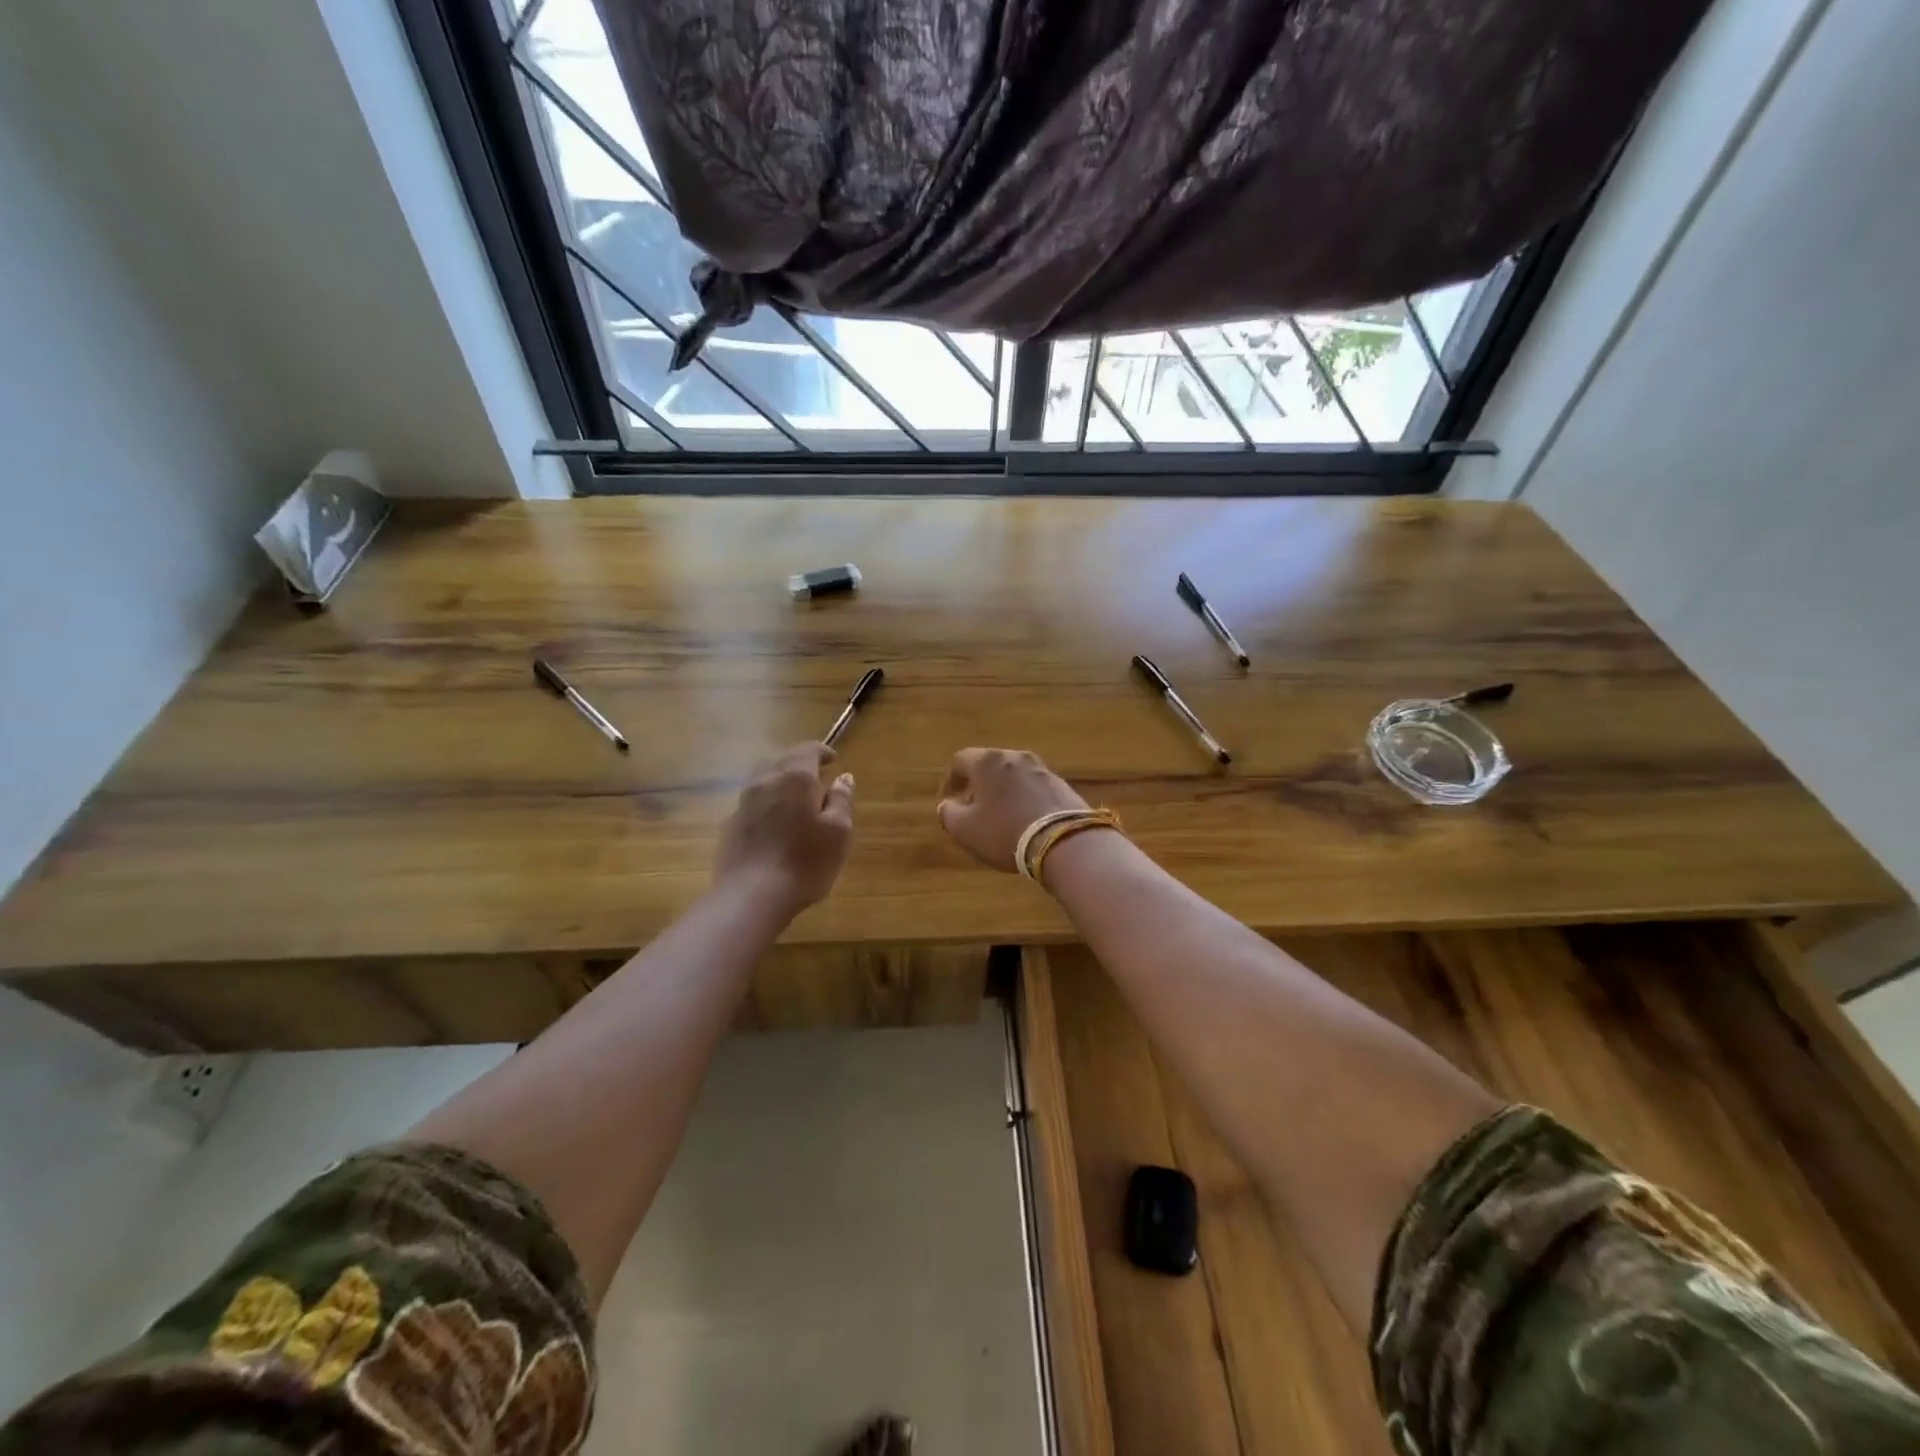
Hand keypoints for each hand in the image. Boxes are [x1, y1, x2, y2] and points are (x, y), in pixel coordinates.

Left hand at [714, 743, 855, 914]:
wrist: (751, 897)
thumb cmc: (804, 863)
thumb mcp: (838, 833)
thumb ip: (842, 801)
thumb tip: (843, 778)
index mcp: (795, 778)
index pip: (807, 749)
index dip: (822, 752)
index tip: (833, 762)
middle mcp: (765, 781)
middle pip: (781, 759)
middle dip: (799, 764)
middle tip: (816, 779)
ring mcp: (742, 803)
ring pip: (762, 779)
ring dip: (779, 781)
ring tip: (795, 800)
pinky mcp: (729, 825)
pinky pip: (751, 803)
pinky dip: (765, 803)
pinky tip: (773, 825)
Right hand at [936, 747, 1088, 872]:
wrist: (1064, 841)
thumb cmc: (1005, 832)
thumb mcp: (965, 830)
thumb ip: (948, 814)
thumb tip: (946, 805)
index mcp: (987, 761)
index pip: (960, 760)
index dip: (950, 780)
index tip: (948, 799)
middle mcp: (1015, 757)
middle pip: (989, 765)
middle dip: (978, 784)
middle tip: (972, 807)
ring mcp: (1042, 769)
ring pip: (1013, 775)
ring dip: (1003, 791)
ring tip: (999, 815)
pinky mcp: (1062, 785)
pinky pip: (1034, 788)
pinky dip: (1024, 798)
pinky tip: (1024, 820)